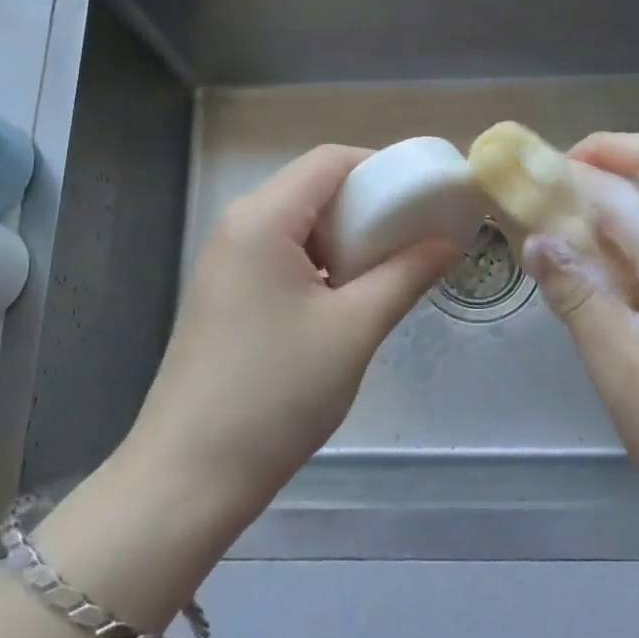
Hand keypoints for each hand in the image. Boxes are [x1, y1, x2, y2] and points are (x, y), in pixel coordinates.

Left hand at [121, 145, 454, 535]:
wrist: (190, 476)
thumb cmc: (277, 393)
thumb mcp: (354, 329)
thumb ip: (406, 274)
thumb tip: (448, 242)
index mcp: (264, 218)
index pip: (330, 161)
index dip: (382, 168)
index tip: (425, 198)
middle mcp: (239, 226)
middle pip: (314, 189)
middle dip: (369, 206)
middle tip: (416, 239)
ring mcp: (227, 262)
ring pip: (300, 225)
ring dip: (347, 239)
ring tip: (391, 272)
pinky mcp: (227, 294)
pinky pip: (283, 256)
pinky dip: (323, 264)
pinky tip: (349, 300)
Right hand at [522, 131, 638, 568]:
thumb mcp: (628, 380)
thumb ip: (582, 300)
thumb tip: (538, 237)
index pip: (620, 191)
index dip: (569, 173)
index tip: (521, 179)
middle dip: (610, 155)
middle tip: (556, 178)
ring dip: (624, 193)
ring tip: (567, 222)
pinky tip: (606, 274)